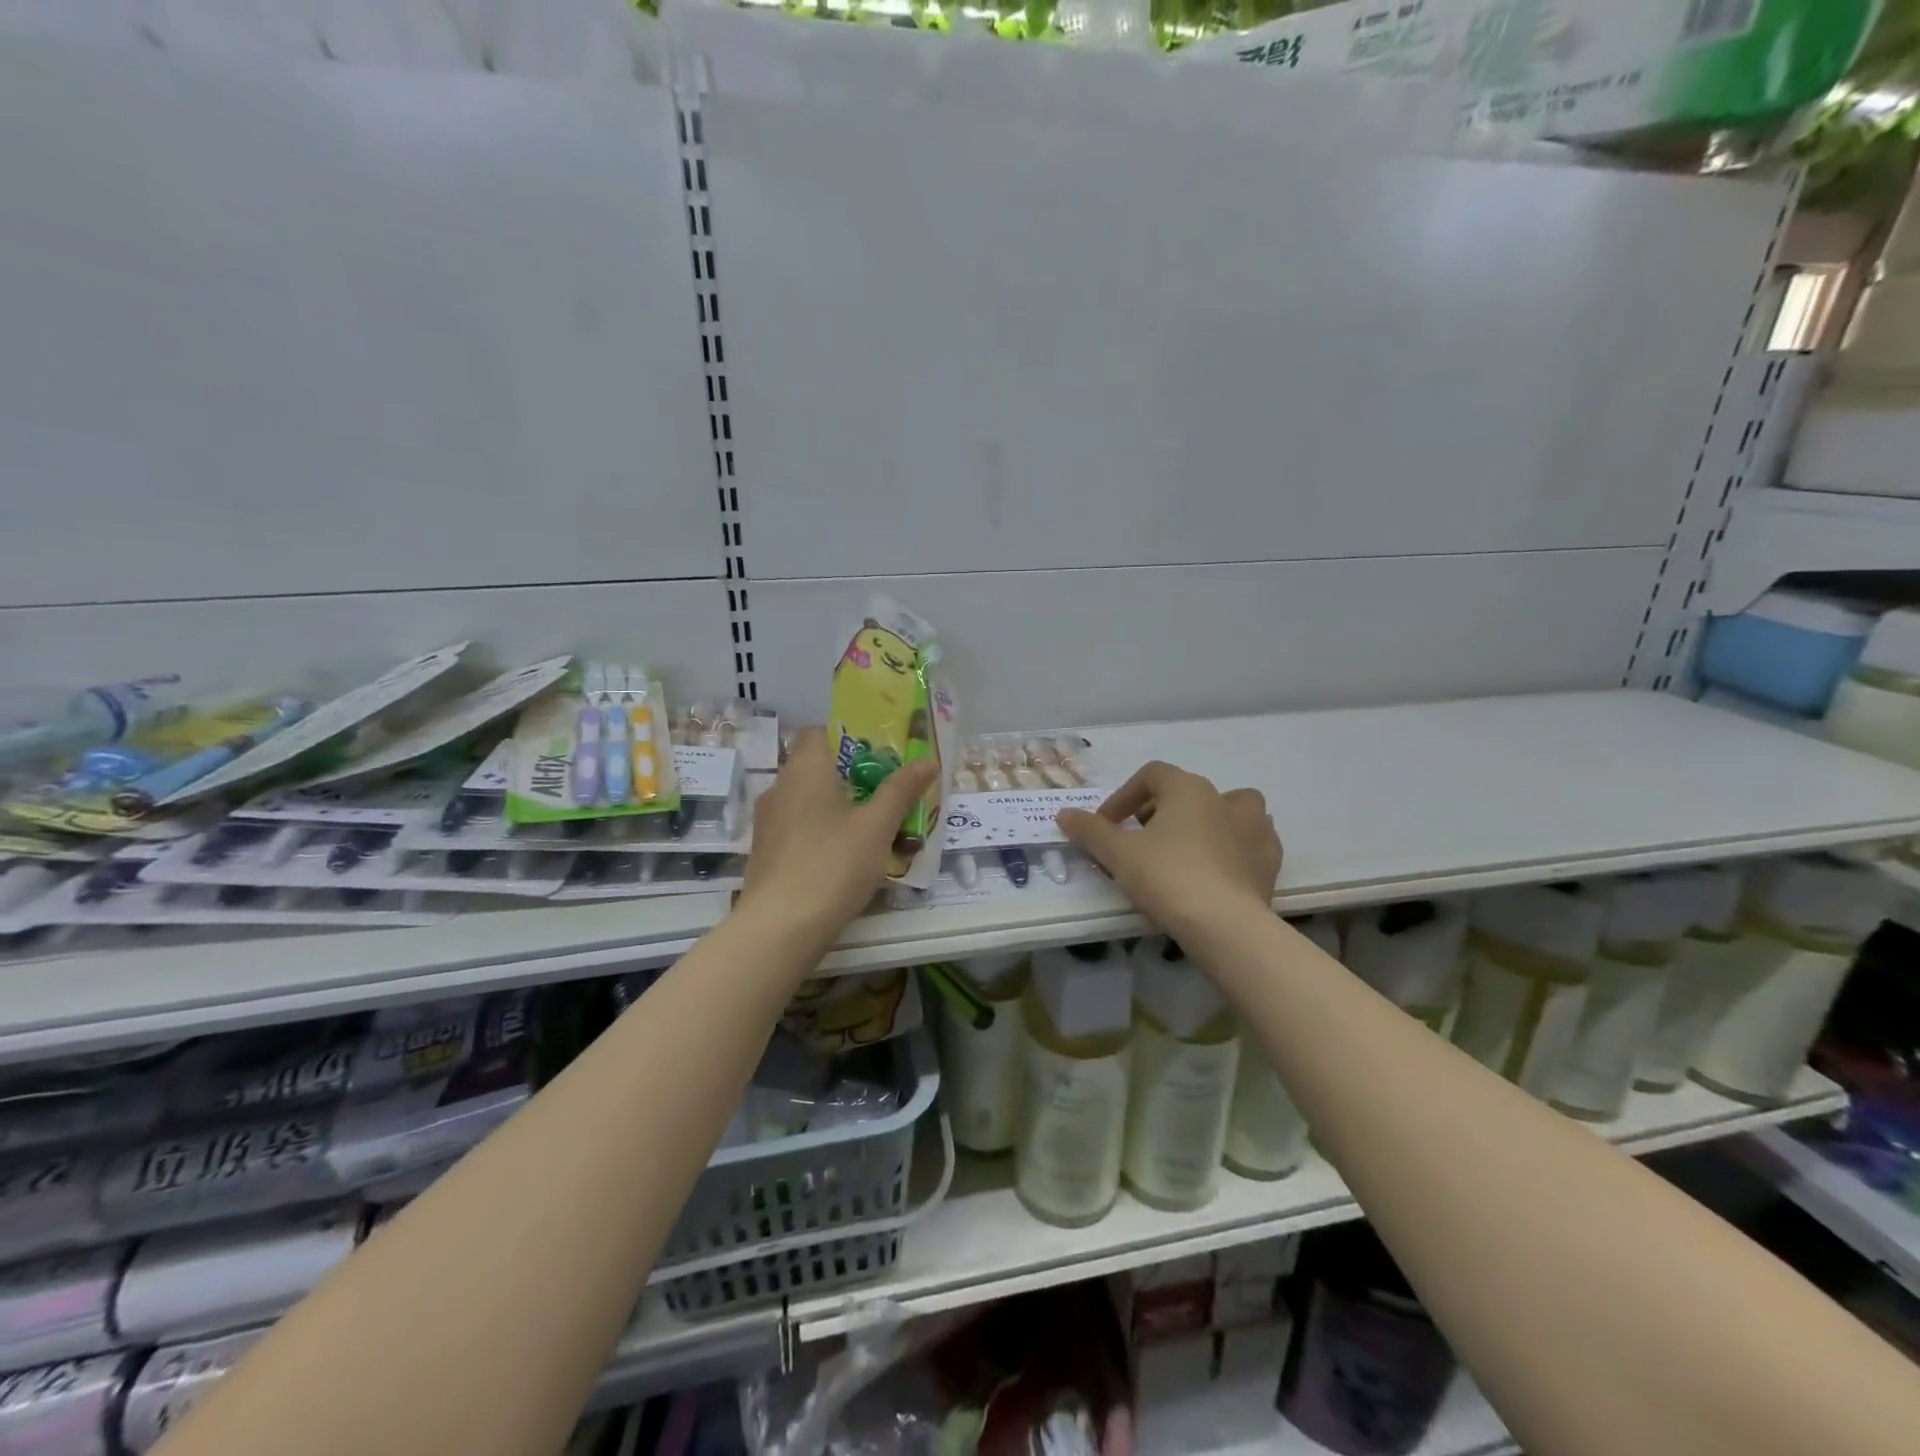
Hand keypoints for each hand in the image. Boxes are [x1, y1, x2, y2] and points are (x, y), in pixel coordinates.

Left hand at [740, 726, 938, 941]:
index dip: (847, 736)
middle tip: (885, 792)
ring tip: (870, 826)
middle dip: (850, 775)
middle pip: (815, 766)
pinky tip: (843, 856)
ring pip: (806, 799)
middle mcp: (780, 786)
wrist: (780, 927)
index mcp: (805, 769)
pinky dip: (819, 830)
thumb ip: (901, 790)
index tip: (877, 754)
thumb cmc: (833, 865)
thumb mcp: (877, 827)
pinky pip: (797, 826)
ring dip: (835, 805)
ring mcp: (768, 821)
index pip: (817, 732)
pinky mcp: (764, 851)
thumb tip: (927, 759)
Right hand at [1057, 761, 1280, 935]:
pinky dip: (1234, 848)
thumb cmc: (1167, 877)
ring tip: (1186, 849)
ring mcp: (1255, 829)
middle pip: (1188, 792)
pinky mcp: (1269, 861)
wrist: (1225, 924)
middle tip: (1141, 842)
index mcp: (1188, 788)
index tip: (1108, 825)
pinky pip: (1250, 842)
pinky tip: (1218, 870)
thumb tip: (1063, 814)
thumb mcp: (1117, 854)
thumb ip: (1090, 830)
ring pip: (1231, 810)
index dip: (1125, 796)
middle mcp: (1225, 798)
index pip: (1151, 775)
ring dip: (1207, 821)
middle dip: (1161, 811)